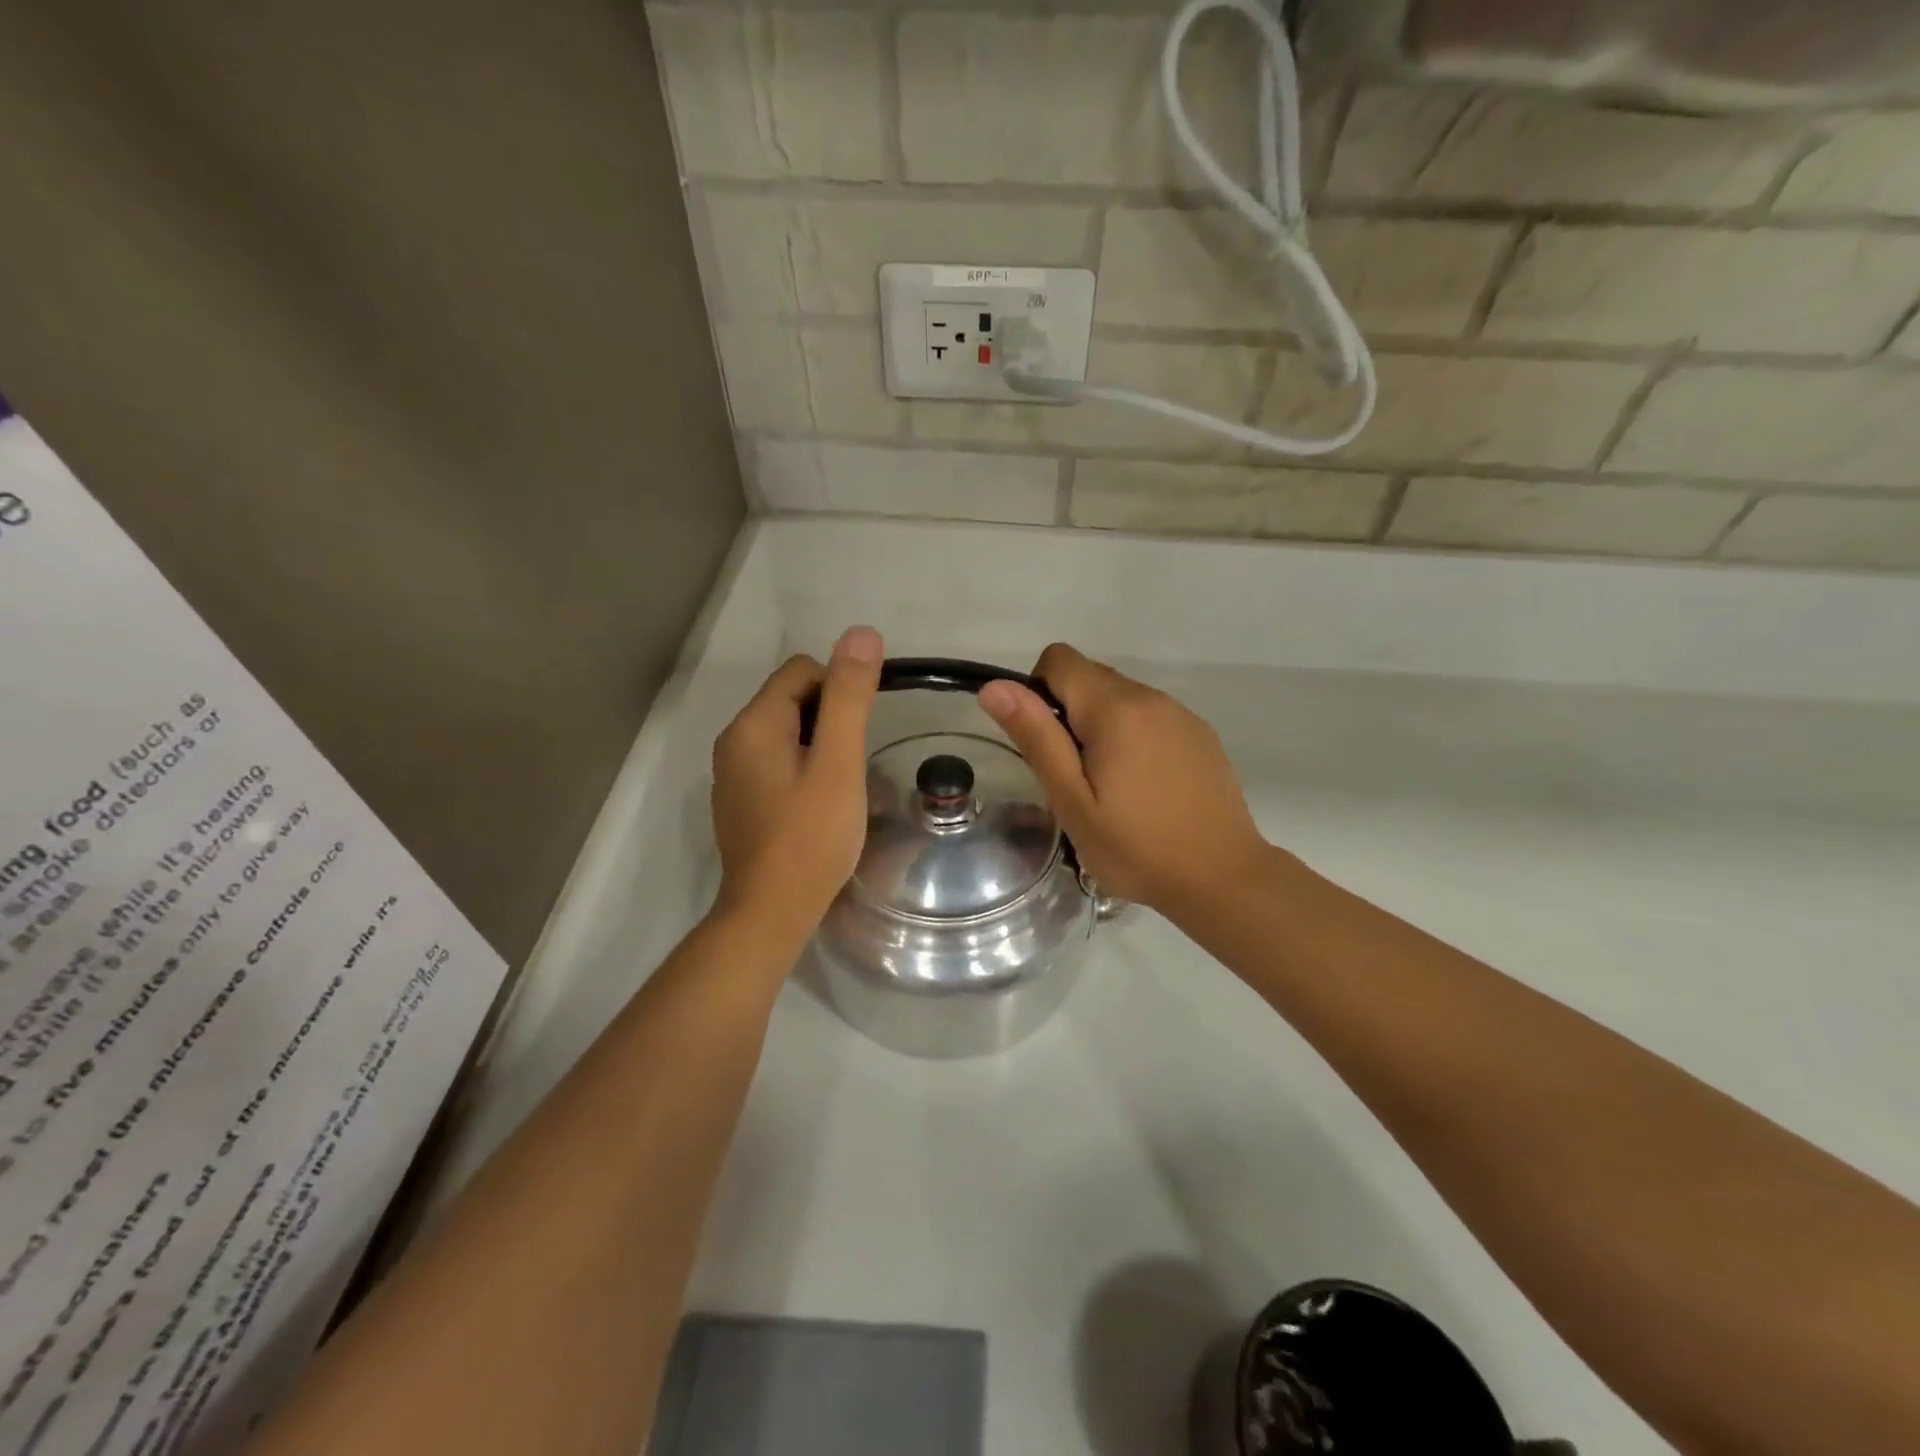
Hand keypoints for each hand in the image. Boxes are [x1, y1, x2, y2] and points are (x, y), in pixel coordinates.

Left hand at [711, 627, 882, 936]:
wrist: (771, 912)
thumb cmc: (811, 836)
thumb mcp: (839, 762)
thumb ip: (850, 697)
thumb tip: (861, 633)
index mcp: (752, 724)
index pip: (802, 670)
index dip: (840, 689)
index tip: (862, 730)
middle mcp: (733, 741)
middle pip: (792, 699)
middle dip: (830, 719)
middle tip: (854, 763)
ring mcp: (733, 774)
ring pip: (787, 733)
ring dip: (820, 745)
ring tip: (842, 785)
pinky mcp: (740, 802)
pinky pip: (777, 763)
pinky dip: (803, 769)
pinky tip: (819, 805)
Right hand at [979, 644, 1268, 915]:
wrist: (1222, 877)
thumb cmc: (1136, 847)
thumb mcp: (1072, 800)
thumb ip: (1036, 737)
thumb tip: (995, 686)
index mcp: (1115, 708)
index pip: (1059, 659)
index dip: (1038, 691)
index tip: (1047, 744)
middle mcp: (1151, 696)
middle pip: (1090, 676)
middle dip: (1069, 713)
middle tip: (1076, 776)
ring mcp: (1180, 713)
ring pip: (1121, 696)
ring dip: (1102, 726)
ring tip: (1111, 786)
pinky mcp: (1200, 733)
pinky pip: (1150, 716)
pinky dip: (1133, 736)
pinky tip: (1144, 786)